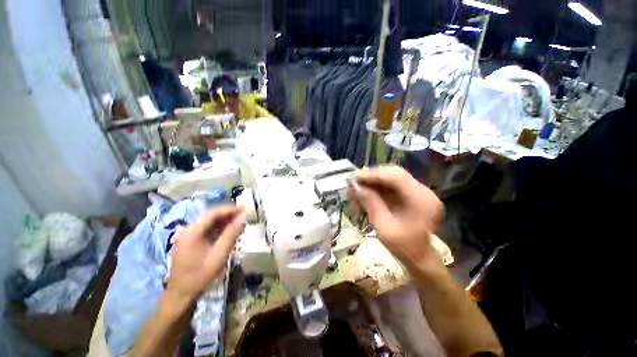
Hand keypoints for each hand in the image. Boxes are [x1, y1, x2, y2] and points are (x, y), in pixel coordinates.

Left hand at [166, 205, 245, 302]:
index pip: (213, 213)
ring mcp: (187, 236)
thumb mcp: (219, 254)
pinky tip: (229, 232)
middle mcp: (188, 230)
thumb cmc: (200, 275)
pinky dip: (219, 229)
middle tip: (244, 215)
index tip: (244, 208)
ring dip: (225, 222)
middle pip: (211, 216)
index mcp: (192, 232)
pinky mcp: (189, 242)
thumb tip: (243, 217)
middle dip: (228, 214)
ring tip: (239, 223)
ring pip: (209, 223)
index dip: (230, 209)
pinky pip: (206, 230)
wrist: (181, 294)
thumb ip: (231, 234)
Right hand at [348, 166, 443, 269]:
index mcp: (422, 200)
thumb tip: (355, 186)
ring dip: (371, 185)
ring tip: (354, 193)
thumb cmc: (404, 248)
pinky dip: (375, 191)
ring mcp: (418, 193)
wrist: (419, 260)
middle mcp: (423, 192)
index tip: (355, 178)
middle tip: (353, 184)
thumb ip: (371, 203)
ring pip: (390, 181)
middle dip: (371, 178)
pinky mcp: (411, 196)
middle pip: (393, 175)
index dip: (374, 175)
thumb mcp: (384, 227)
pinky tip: (363, 198)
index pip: (396, 177)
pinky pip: (390, 188)